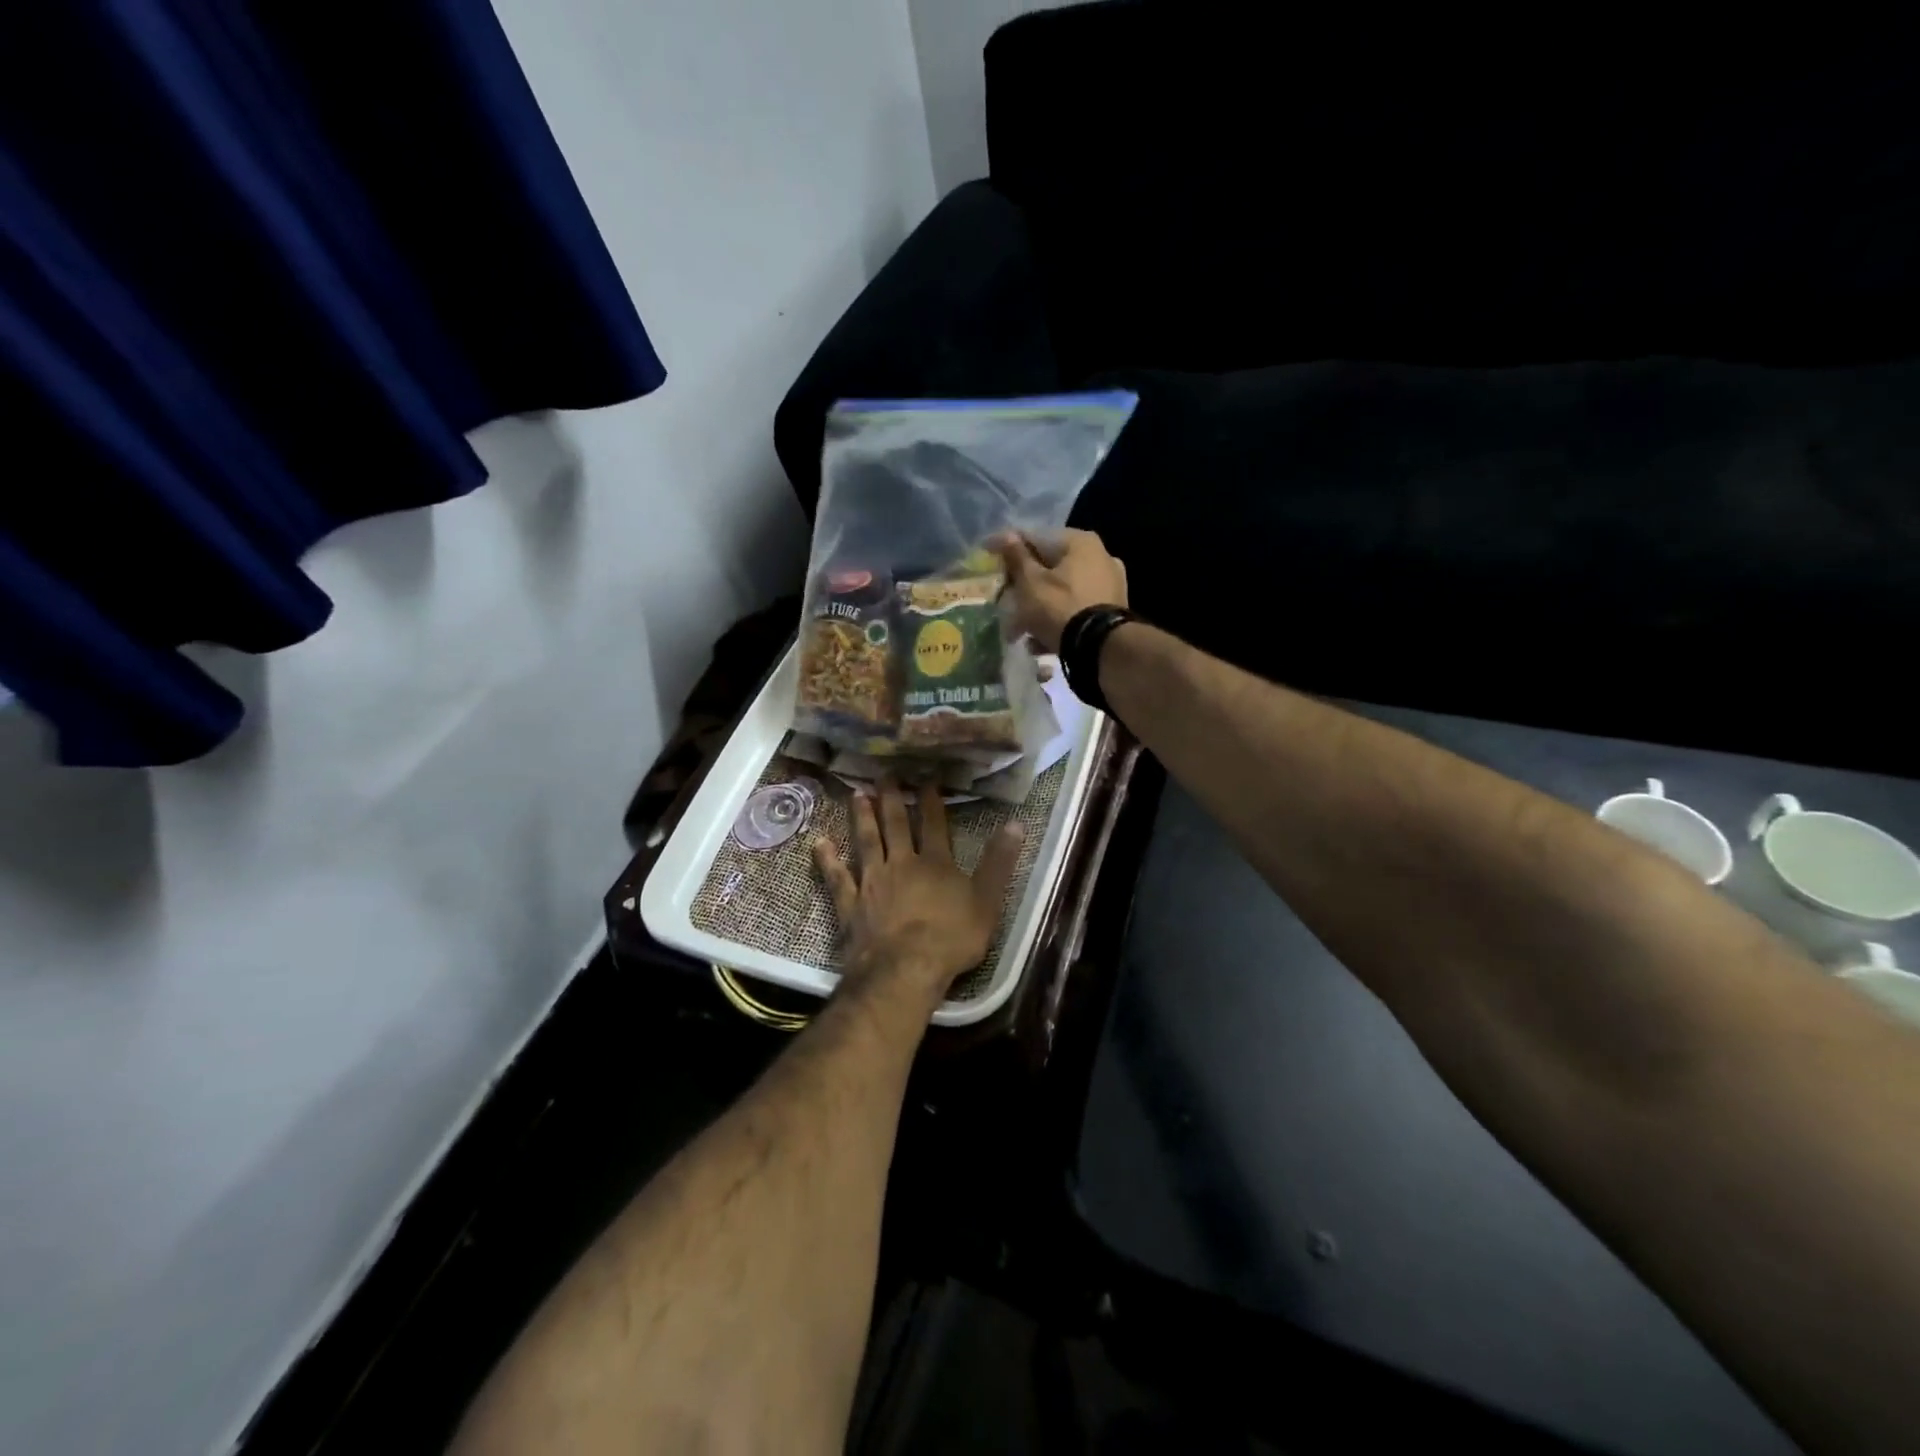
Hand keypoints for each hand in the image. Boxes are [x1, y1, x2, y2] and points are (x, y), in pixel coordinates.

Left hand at [813, 780, 1024, 1004]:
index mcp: (936, 863)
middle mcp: (902, 864)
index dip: (930, 800)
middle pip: (895, 826)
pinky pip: (837, 877)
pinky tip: (819, 842)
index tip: (926, 777)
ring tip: (857, 793)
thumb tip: (1016, 823)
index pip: (934, 824)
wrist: (906, 969)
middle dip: (891, 799)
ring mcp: (872, 882)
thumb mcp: (988, 901)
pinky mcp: (851, 905)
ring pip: (866, 842)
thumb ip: (999, 862)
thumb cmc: (952, 938)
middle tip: (884, 775)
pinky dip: (828, 860)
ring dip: (862, 817)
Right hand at [991, 528, 1128, 652]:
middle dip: (1023, 586)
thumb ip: (1017, 557)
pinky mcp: (1110, 611)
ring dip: (1037, 608)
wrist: (1100, 649)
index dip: (1007, 547)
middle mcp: (1100, 557)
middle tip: (1002, 599)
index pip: (1035, 537)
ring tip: (1017, 630)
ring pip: (1061, 591)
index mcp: (1080, 542)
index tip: (987, 554)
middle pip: (1050, 567)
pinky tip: (1038, 642)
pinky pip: (1075, 609)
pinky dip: (1056, 620)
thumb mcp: (1030, 583)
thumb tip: (1006, 534)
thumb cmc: (1059, 607)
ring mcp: (1109, 585)